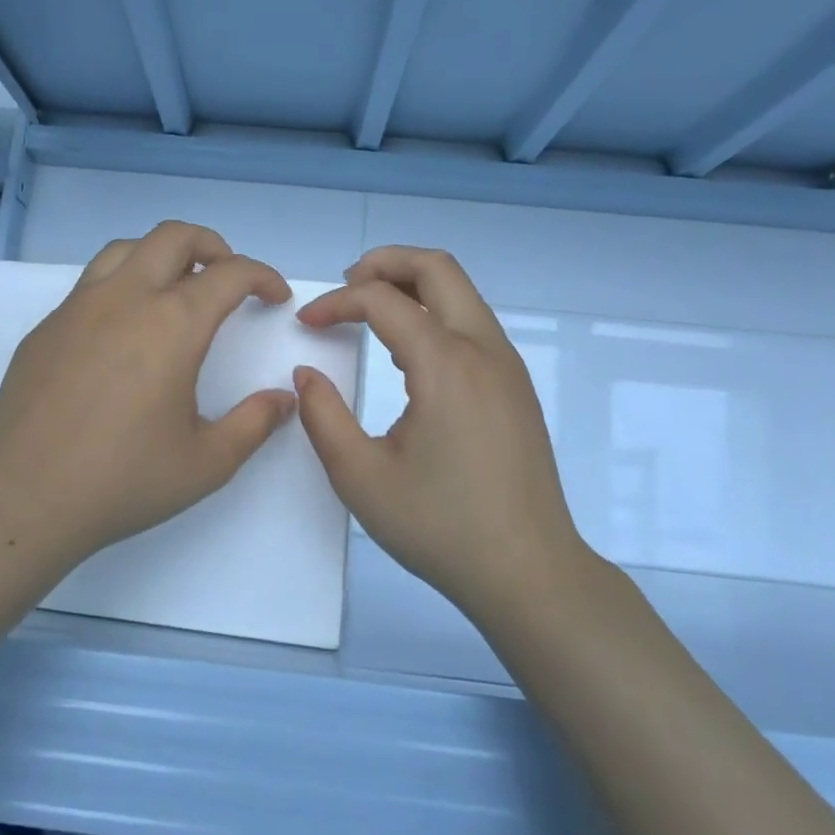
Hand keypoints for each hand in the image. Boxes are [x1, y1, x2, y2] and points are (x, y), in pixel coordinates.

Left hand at [0, 221, 297, 579]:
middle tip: (229, 277)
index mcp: (173, 325)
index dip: (262, 276)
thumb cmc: (123, 480)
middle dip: (214, 246)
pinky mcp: (47, 327)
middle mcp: (126, 299)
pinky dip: (123, 285)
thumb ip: (254, 424)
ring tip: (176, 291)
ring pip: (126, 249)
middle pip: (174, 237)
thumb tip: (283, 398)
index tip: (275, 296)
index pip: (230, 273)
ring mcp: (78, 307)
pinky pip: (91, 283)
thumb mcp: (207, 462)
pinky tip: (124, 331)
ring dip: (162, 256)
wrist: (24, 497)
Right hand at [293, 246, 597, 620]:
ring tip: (370, 308)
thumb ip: (323, 417)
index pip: (383, 300)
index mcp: (446, 366)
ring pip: (461, 292)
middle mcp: (484, 350)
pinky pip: (473, 324)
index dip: (337, 302)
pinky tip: (408, 353)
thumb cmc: (441, 527)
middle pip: (438, 269)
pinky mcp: (517, 387)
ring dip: (413, 286)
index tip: (306, 323)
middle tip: (345, 284)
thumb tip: (306, 373)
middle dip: (385, 262)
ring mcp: (508, 367)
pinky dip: (435, 314)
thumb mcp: (361, 478)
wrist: (529, 571)